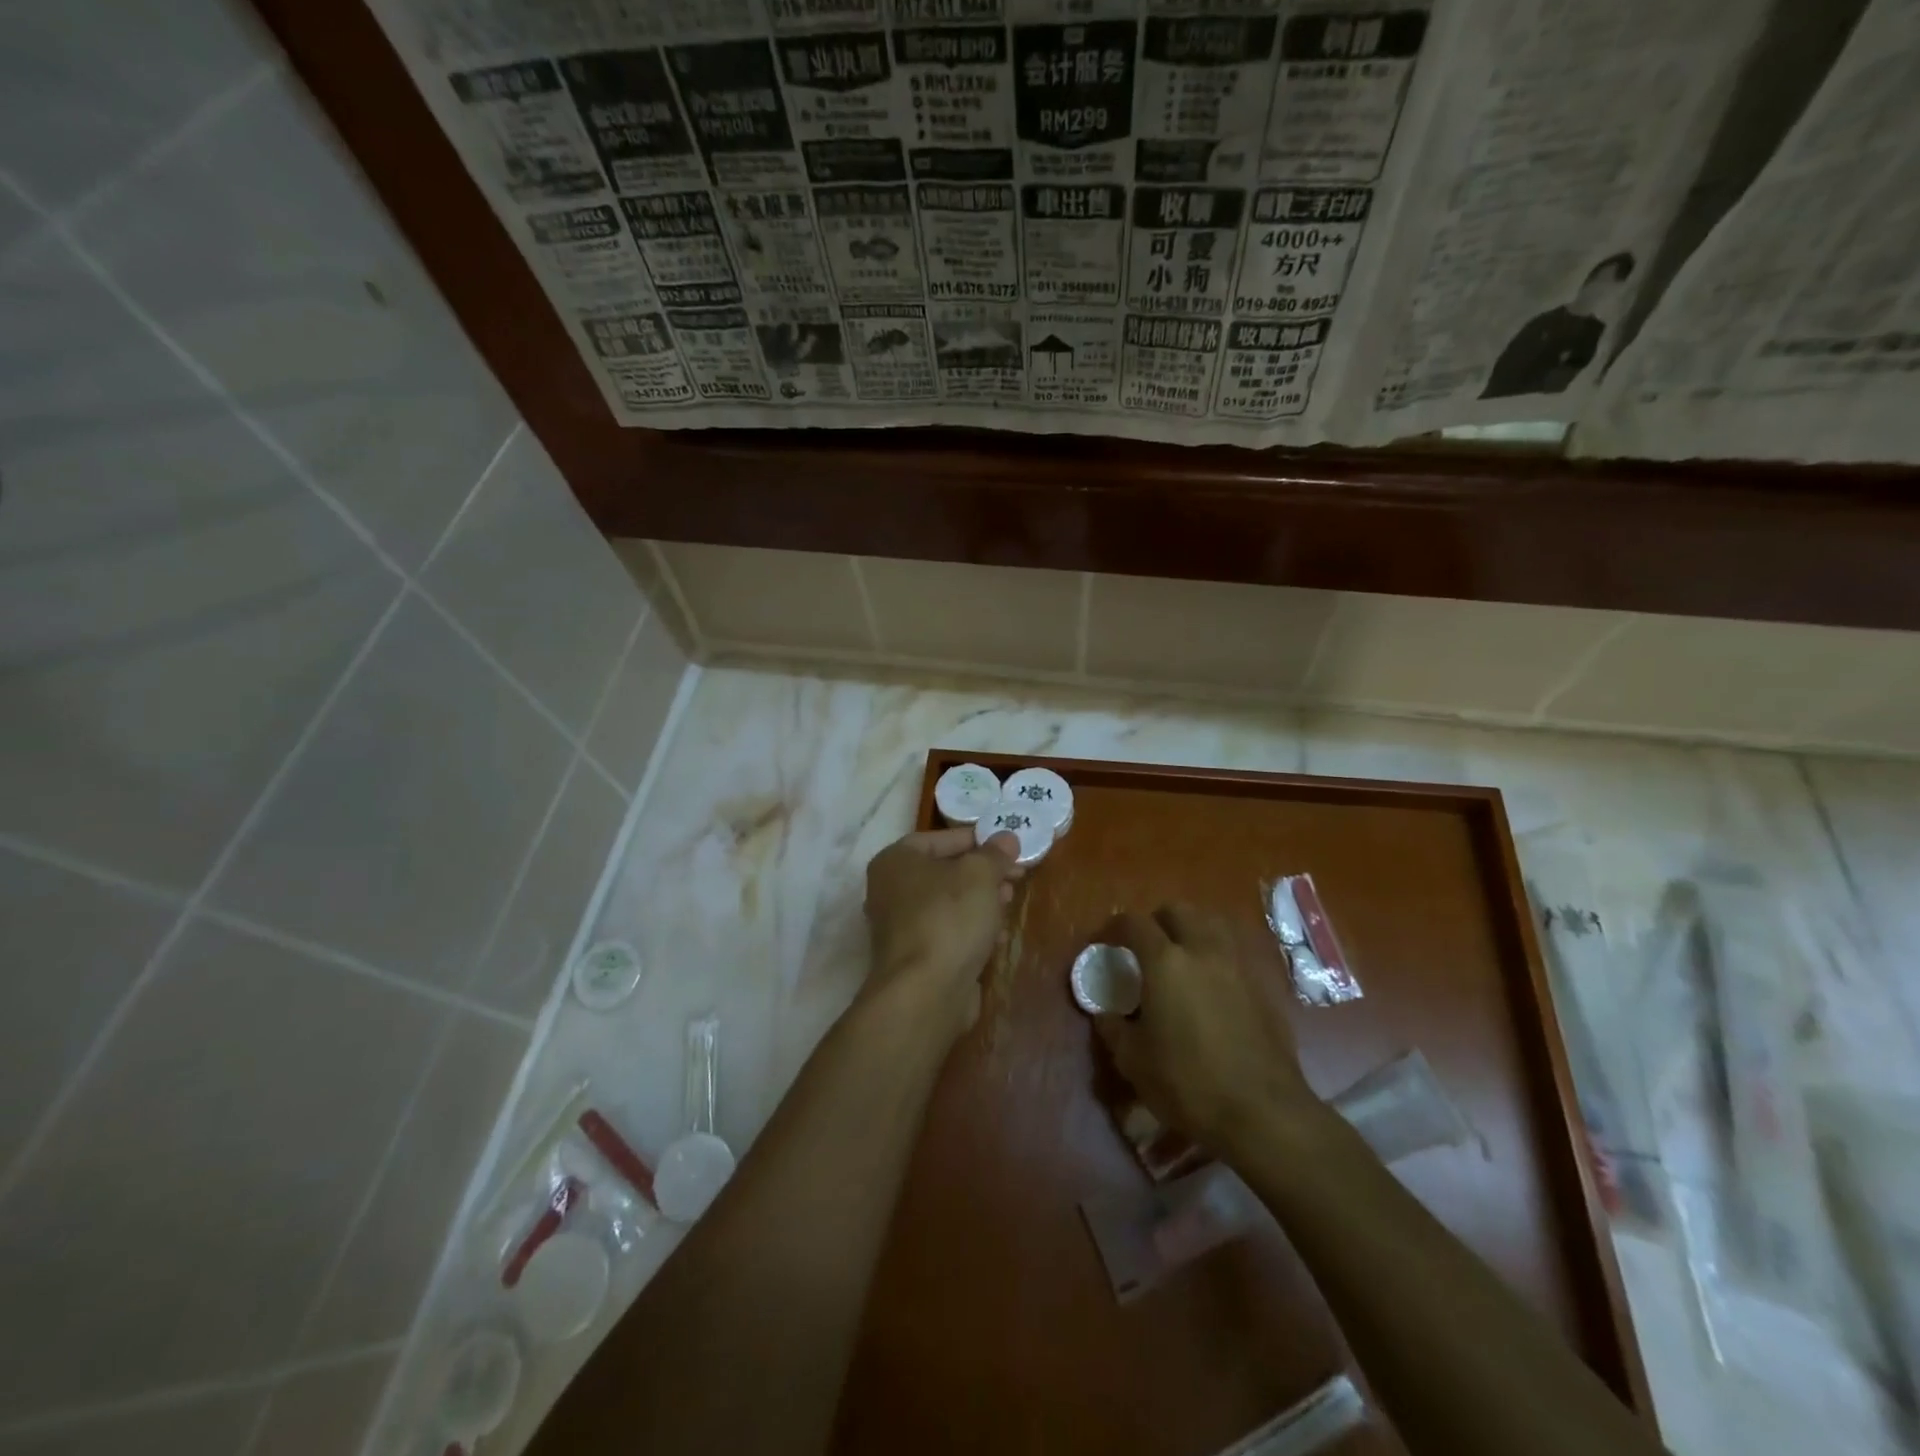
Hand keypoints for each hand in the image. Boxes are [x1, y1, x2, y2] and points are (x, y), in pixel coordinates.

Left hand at [863, 827, 1020, 1042]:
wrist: (925, 992)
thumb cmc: (949, 918)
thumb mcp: (980, 875)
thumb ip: (994, 854)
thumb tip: (1007, 837)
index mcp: (896, 860)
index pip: (941, 838)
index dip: (978, 839)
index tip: (1009, 846)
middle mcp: (890, 889)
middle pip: (946, 871)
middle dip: (984, 873)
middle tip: (1016, 876)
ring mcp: (900, 926)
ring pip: (948, 903)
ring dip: (981, 902)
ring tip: (1010, 903)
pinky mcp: (915, 957)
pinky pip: (947, 932)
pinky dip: (971, 930)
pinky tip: (997, 937)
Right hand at [1097, 904, 1318, 1154]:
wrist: (1263, 1113)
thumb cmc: (1188, 1084)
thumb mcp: (1133, 1061)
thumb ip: (1113, 1028)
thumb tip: (1104, 1013)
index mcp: (1165, 962)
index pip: (1134, 923)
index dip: (1114, 928)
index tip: (1105, 944)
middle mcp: (1203, 950)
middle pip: (1178, 911)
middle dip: (1157, 921)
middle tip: (1146, 947)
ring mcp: (1238, 965)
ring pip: (1213, 923)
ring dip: (1192, 929)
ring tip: (1182, 956)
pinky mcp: (1263, 985)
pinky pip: (1236, 950)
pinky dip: (1219, 953)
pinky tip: (1214, 981)